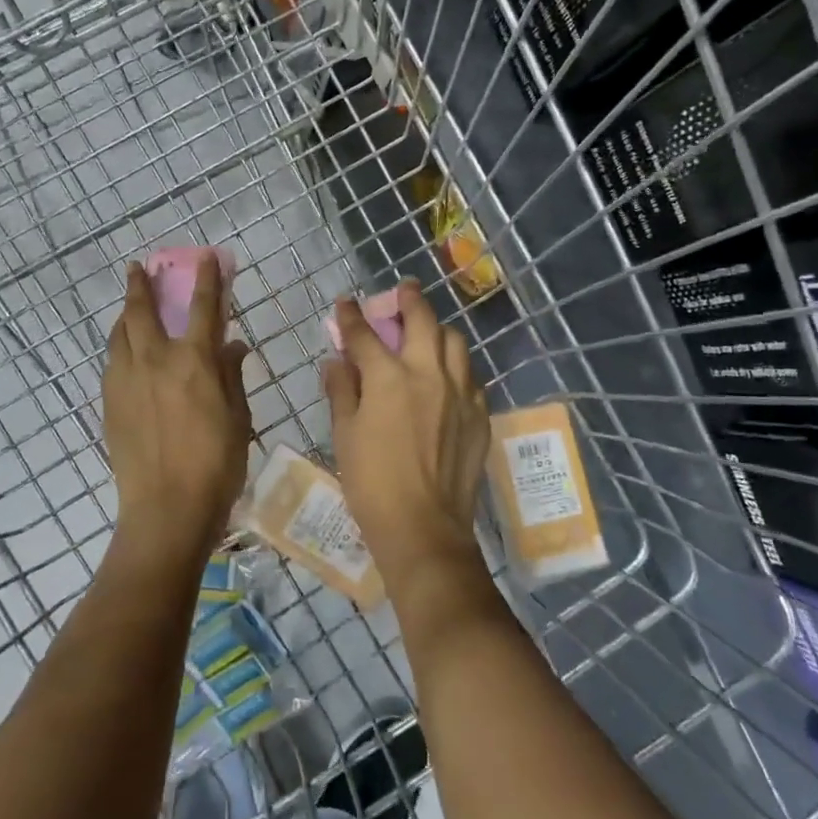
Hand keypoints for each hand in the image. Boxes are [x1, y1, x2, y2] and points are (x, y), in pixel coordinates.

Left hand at [103, 256, 251, 564]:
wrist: (166, 510)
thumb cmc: (216, 466)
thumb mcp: (238, 418)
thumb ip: (232, 376)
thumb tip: (233, 346)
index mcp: (194, 362)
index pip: (203, 307)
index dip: (207, 278)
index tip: (207, 256)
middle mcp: (155, 361)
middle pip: (141, 311)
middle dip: (140, 284)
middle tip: (139, 268)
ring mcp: (125, 381)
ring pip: (119, 335)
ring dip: (125, 314)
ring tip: (129, 306)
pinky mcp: (109, 404)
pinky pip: (112, 362)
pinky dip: (119, 346)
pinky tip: (125, 353)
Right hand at [322, 281, 489, 583]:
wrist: (423, 527)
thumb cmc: (371, 483)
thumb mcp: (344, 435)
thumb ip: (341, 390)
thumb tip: (337, 361)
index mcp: (389, 377)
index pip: (365, 334)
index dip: (351, 316)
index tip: (345, 303)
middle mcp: (429, 373)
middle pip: (423, 319)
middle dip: (409, 299)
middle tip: (403, 291)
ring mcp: (460, 392)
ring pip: (455, 342)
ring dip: (437, 330)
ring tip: (427, 335)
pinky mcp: (479, 414)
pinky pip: (469, 376)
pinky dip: (455, 366)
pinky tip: (445, 378)